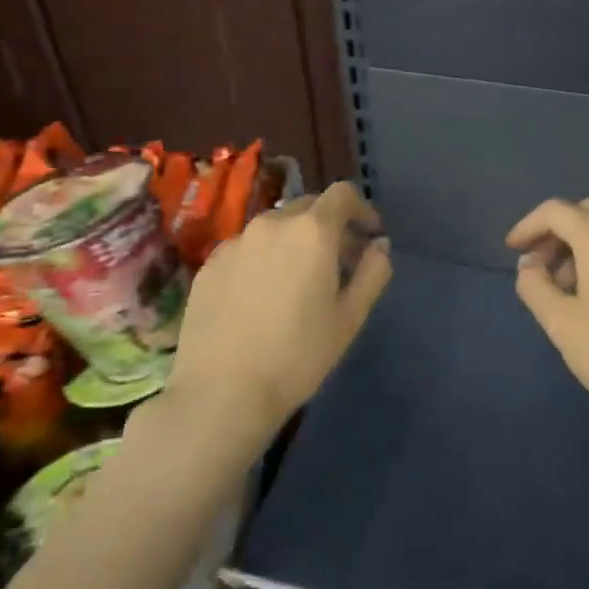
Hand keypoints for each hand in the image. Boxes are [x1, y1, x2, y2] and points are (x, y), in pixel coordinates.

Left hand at [146, 182, 391, 443]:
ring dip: (295, 241)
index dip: (362, 208)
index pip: (342, 195)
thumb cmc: (297, 356)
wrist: (220, 393)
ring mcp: (235, 242)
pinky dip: (263, 258)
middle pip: (308, 207)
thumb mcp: (350, 318)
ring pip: (275, 227)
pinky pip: (246, 248)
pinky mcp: (209, 265)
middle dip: (329, 225)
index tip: (370, 234)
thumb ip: (373, 272)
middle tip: (340, 261)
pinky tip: (262, 296)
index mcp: (312, 231)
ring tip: (299, 280)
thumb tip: (379, 245)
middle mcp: (271, 224)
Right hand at [506, 198, 588, 443]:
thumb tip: (529, 266)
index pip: (556, 211)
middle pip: (587, 212)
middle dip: (557, 231)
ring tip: (567, 288)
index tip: (512, 250)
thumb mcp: (561, 324)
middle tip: (539, 265)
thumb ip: (535, 286)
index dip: (528, 226)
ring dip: (582, 244)